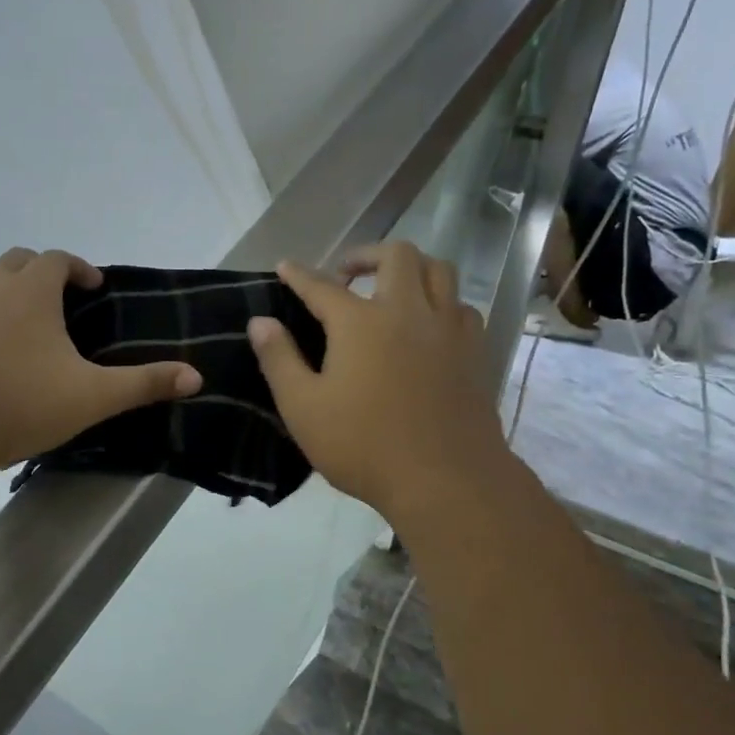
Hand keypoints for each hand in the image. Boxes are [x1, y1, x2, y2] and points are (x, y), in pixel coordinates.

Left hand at [0, 248, 201, 472]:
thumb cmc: (21, 402)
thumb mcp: (92, 396)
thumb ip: (144, 384)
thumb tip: (196, 377)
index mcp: (31, 293)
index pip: (57, 259)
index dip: (79, 267)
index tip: (94, 286)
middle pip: (17, 263)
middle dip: (42, 274)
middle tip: (62, 302)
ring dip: (11, 301)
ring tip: (32, 339)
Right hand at [247, 241, 505, 522]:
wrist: (446, 479)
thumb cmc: (364, 446)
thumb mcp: (303, 408)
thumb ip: (279, 360)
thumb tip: (260, 322)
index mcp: (360, 323)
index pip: (322, 286)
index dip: (300, 274)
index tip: (286, 265)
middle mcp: (408, 311)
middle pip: (396, 255)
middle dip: (366, 254)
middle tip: (347, 274)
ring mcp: (447, 329)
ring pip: (439, 270)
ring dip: (412, 268)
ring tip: (392, 288)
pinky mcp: (475, 351)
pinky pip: (461, 306)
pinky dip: (442, 302)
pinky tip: (428, 326)